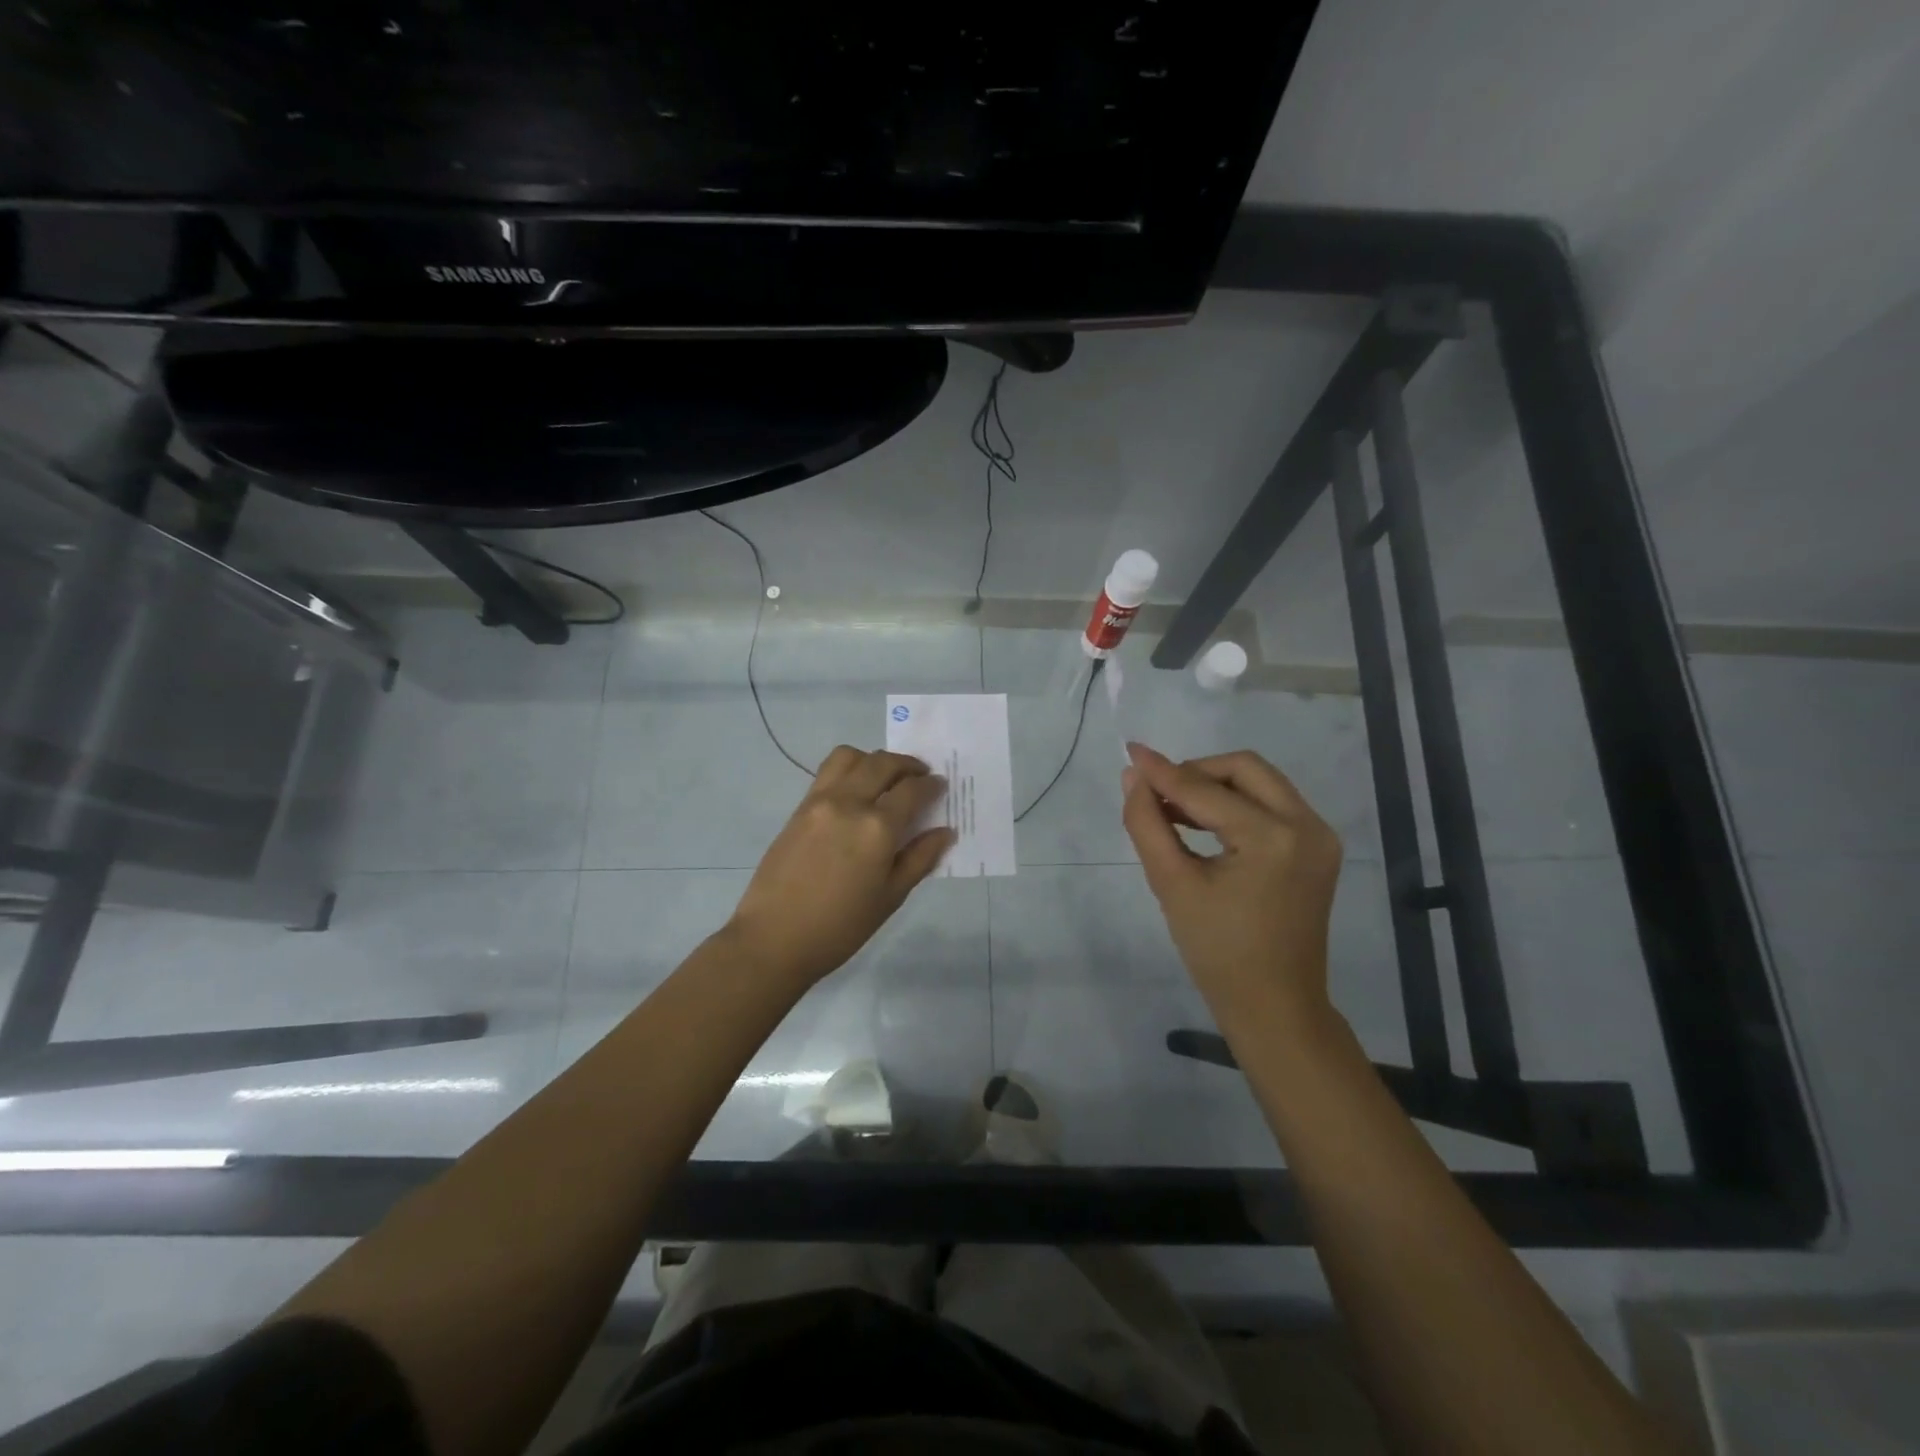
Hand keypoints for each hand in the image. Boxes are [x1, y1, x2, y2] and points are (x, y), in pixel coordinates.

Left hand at [725, 746, 953, 988]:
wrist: (774, 938)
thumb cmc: (840, 927)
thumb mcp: (890, 897)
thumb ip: (920, 858)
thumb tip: (945, 832)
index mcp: (877, 828)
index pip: (912, 790)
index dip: (931, 785)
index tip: (940, 786)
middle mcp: (849, 803)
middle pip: (883, 763)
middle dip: (907, 765)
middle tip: (920, 776)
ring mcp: (820, 801)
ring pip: (850, 757)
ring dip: (874, 760)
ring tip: (885, 778)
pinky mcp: (799, 808)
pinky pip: (828, 772)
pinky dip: (849, 770)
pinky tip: (857, 793)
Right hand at [1120, 742, 1342, 1024]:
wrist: (1275, 1005)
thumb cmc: (1217, 952)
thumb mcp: (1172, 885)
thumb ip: (1147, 824)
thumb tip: (1133, 777)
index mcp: (1273, 837)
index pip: (1206, 790)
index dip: (1163, 772)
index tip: (1130, 752)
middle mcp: (1307, 825)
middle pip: (1244, 768)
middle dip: (1196, 772)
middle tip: (1157, 791)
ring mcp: (1319, 836)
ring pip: (1260, 782)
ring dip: (1215, 786)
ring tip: (1172, 808)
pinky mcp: (1318, 848)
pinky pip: (1272, 805)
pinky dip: (1236, 804)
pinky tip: (1204, 822)